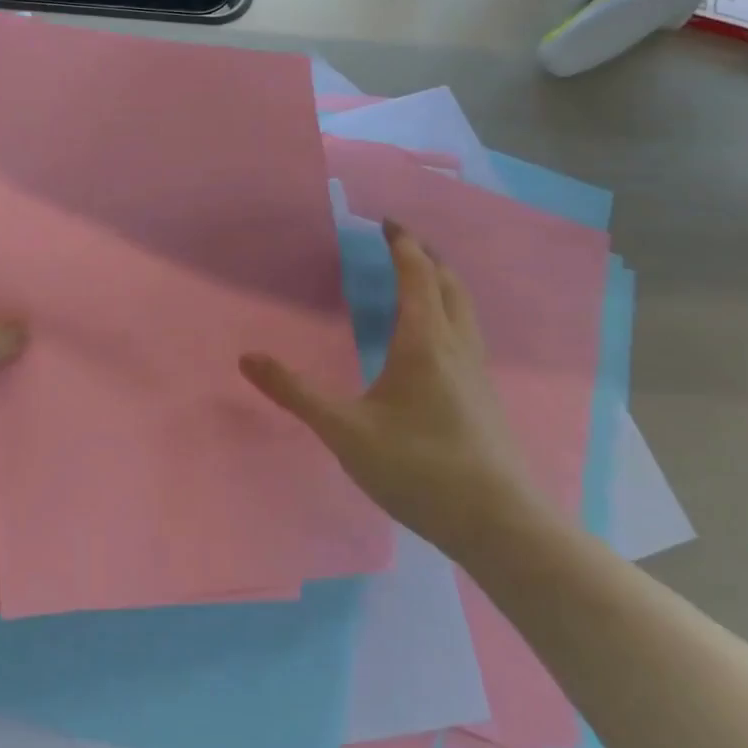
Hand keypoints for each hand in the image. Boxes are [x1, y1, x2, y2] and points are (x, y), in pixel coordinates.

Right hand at [239, 223, 543, 554]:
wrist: (500, 525)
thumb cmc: (419, 468)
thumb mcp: (344, 431)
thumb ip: (295, 393)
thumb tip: (246, 357)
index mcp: (424, 343)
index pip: (417, 276)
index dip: (403, 245)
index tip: (387, 222)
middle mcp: (456, 347)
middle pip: (449, 285)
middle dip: (427, 257)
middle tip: (402, 242)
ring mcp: (478, 373)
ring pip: (464, 310)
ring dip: (443, 283)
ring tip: (421, 278)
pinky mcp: (484, 398)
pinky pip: (467, 333)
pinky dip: (450, 312)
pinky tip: (436, 339)